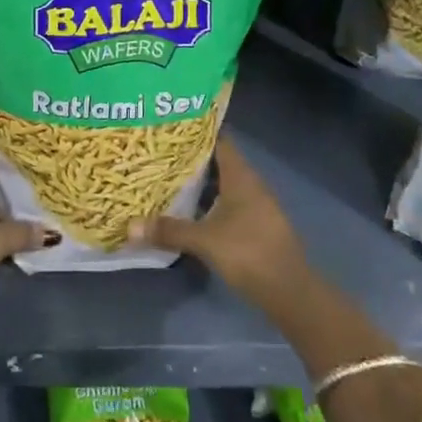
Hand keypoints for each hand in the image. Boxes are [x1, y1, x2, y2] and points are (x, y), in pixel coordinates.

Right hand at [128, 138, 309, 308]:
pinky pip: (229, 204)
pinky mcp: (257, 225)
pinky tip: (191, 212)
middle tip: (161, 156)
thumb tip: (130, 226)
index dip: (197, 134)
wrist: (290, 291)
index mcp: (241, 176)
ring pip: (224, 185)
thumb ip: (170, 230)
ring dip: (201, 184)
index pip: (219, 141)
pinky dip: (210, 203)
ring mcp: (256, 205)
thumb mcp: (205, 241)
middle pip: (219, 162)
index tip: (171, 130)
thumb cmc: (249, 253)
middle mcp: (250, 184)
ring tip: (169, 181)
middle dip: (192, 160)